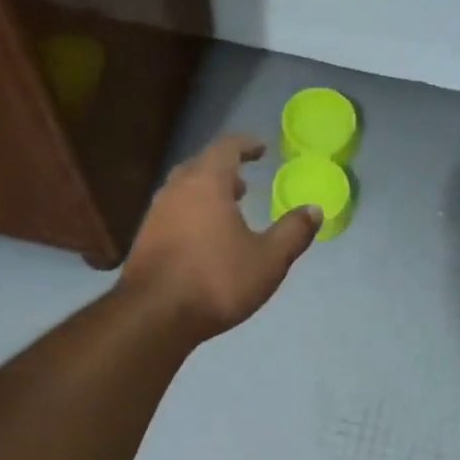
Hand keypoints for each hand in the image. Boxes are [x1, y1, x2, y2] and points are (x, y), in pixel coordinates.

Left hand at [122, 134, 320, 338]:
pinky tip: (204, 240)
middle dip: (224, 170)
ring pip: (183, 191)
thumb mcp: (268, 260)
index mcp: (206, 184)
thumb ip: (293, 233)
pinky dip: (192, 214)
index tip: (261, 148)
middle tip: (244, 182)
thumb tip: (314, 209)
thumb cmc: (217, 280)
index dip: (246, 145)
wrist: (155, 315)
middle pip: (200, 166)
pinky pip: (173, 214)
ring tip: (227, 211)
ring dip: (206, 194)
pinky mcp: (145, 240)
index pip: (226, 148)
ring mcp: (155, 215)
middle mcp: (176, 191)